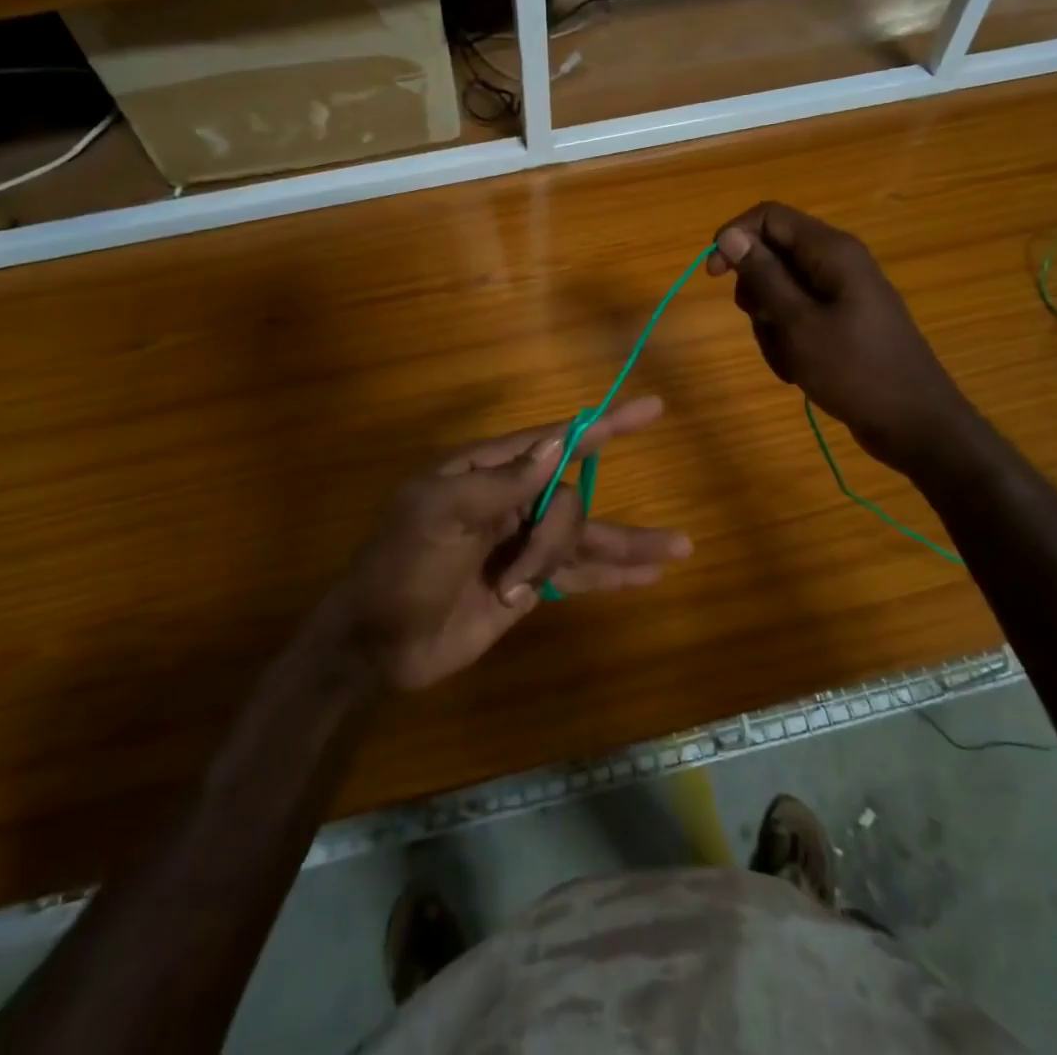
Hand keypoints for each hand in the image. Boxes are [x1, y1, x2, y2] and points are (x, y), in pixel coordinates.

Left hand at [324, 397, 691, 690]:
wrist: (377, 645)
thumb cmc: (400, 569)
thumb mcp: (439, 517)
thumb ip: (500, 483)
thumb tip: (556, 445)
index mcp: (484, 472)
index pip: (554, 440)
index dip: (604, 425)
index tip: (651, 411)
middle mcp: (511, 501)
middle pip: (568, 499)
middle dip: (554, 539)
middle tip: (516, 580)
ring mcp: (522, 545)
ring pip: (585, 535)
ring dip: (628, 546)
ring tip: (680, 550)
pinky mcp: (530, 585)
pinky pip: (580, 573)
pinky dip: (614, 574)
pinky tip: (650, 576)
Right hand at [708, 202, 973, 474]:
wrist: (913, 424)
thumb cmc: (855, 370)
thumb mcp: (798, 323)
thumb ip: (762, 275)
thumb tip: (728, 235)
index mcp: (831, 251)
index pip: (769, 217)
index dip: (735, 238)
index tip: (713, 275)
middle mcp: (836, 263)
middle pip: (772, 255)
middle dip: (755, 292)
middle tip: (763, 325)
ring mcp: (841, 294)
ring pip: (780, 292)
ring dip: (770, 325)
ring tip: (788, 358)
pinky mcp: (842, 321)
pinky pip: (798, 318)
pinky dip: (788, 341)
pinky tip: (799, 369)